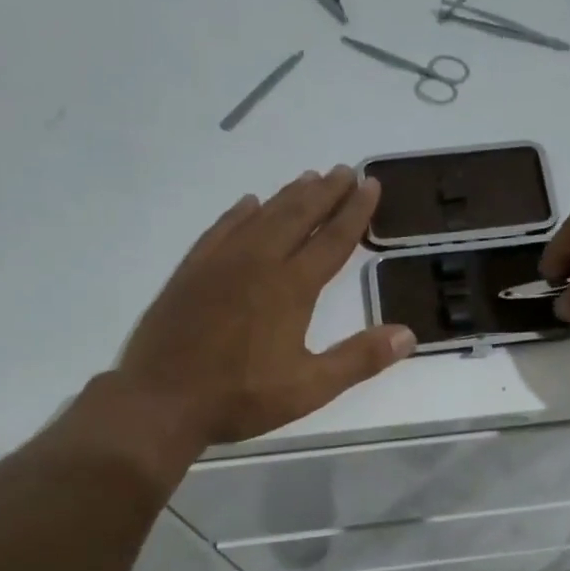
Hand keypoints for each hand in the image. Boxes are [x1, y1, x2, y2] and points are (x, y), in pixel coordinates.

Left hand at [114, 167, 414, 448]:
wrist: (161, 400)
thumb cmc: (240, 397)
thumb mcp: (309, 388)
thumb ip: (359, 359)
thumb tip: (408, 335)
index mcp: (291, 288)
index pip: (332, 240)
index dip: (355, 212)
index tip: (371, 185)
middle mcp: (258, 262)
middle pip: (298, 216)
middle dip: (326, 193)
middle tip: (346, 170)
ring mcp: (220, 263)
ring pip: (262, 216)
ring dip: (288, 196)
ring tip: (309, 178)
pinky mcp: (192, 271)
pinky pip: (221, 229)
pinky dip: (239, 213)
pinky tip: (248, 204)